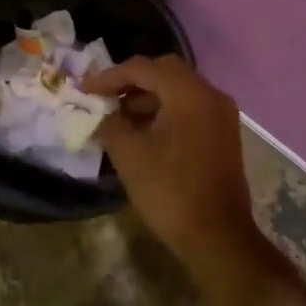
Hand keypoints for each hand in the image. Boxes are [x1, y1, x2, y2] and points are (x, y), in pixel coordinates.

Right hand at [83, 55, 284, 305]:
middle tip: (103, 97)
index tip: (83, 90)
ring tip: (118, 117)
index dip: (109, 77)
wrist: (217, 237)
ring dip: (147, 97)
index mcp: (189, 94)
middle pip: (164, 72)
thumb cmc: (170, 192)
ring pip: (178, 90)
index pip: (143, 68)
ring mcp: (221, 114)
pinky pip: (189, 108)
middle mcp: (211, 95)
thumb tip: (105, 114)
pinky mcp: (222, 133)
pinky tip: (142, 131)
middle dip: (130, 81)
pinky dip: (164, 111)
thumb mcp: (129, 154)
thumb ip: (111, 123)